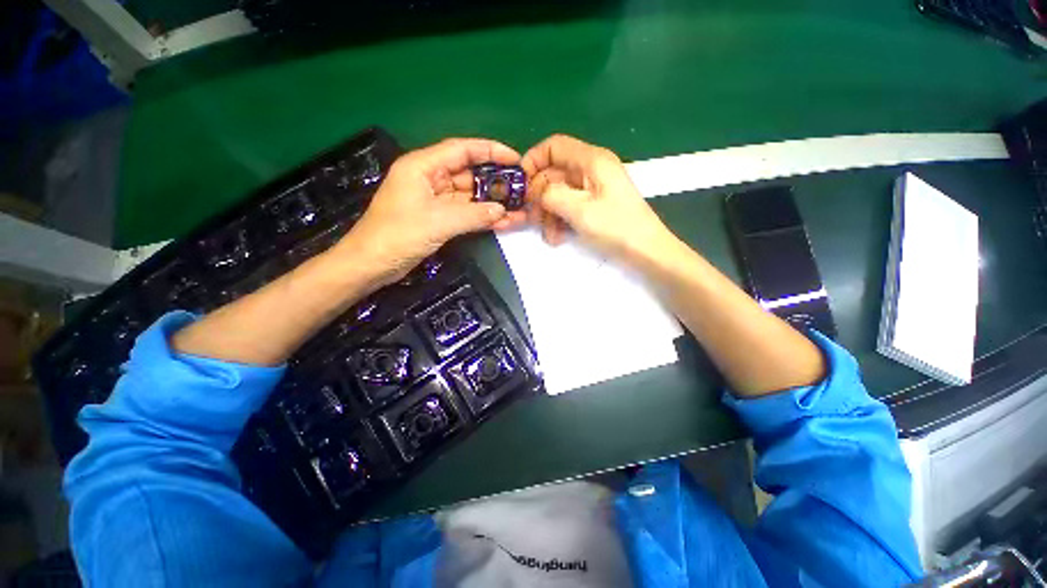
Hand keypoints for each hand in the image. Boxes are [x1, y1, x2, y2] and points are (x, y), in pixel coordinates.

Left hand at [334, 138, 526, 285]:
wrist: (372, 264)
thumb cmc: (398, 235)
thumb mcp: (438, 221)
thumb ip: (473, 215)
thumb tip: (503, 211)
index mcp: (423, 166)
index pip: (462, 150)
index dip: (490, 151)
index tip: (515, 159)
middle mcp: (430, 178)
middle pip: (469, 174)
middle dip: (495, 181)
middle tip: (521, 188)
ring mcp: (435, 200)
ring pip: (470, 196)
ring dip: (492, 203)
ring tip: (519, 208)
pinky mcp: (439, 218)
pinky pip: (466, 213)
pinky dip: (482, 217)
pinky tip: (503, 221)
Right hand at [521, 134, 672, 262]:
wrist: (646, 251)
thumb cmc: (616, 227)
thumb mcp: (579, 209)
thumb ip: (550, 194)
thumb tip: (533, 190)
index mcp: (592, 160)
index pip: (554, 146)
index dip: (533, 161)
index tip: (520, 185)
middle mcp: (592, 169)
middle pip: (554, 173)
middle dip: (540, 196)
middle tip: (532, 218)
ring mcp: (593, 188)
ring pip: (559, 193)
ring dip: (549, 213)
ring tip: (550, 235)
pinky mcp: (594, 204)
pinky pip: (569, 205)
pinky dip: (560, 219)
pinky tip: (558, 237)